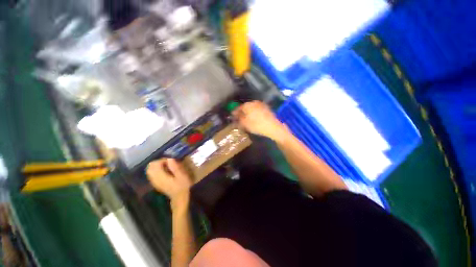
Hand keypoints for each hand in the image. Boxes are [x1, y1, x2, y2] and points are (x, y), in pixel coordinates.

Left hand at [146, 159, 191, 202]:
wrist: (179, 197)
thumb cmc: (182, 186)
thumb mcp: (182, 176)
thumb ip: (175, 167)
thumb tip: (170, 158)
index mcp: (161, 177)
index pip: (155, 164)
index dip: (163, 160)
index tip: (171, 161)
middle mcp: (155, 179)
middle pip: (150, 167)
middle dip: (159, 162)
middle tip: (169, 163)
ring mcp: (154, 182)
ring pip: (150, 170)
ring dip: (158, 166)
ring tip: (167, 166)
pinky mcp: (156, 183)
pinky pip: (152, 174)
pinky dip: (157, 170)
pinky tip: (165, 171)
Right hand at [233, 101, 288, 141]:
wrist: (273, 127)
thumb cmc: (257, 125)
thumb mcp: (245, 124)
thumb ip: (239, 119)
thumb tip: (236, 116)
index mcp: (247, 105)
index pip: (238, 107)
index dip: (235, 112)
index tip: (233, 116)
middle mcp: (254, 102)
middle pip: (245, 107)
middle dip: (242, 112)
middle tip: (240, 118)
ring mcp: (261, 104)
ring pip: (252, 108)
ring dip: (248, 112)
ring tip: (247, 119)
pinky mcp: (266, 108)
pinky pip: (257, 110)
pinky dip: (254, 113)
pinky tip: (254, 118)